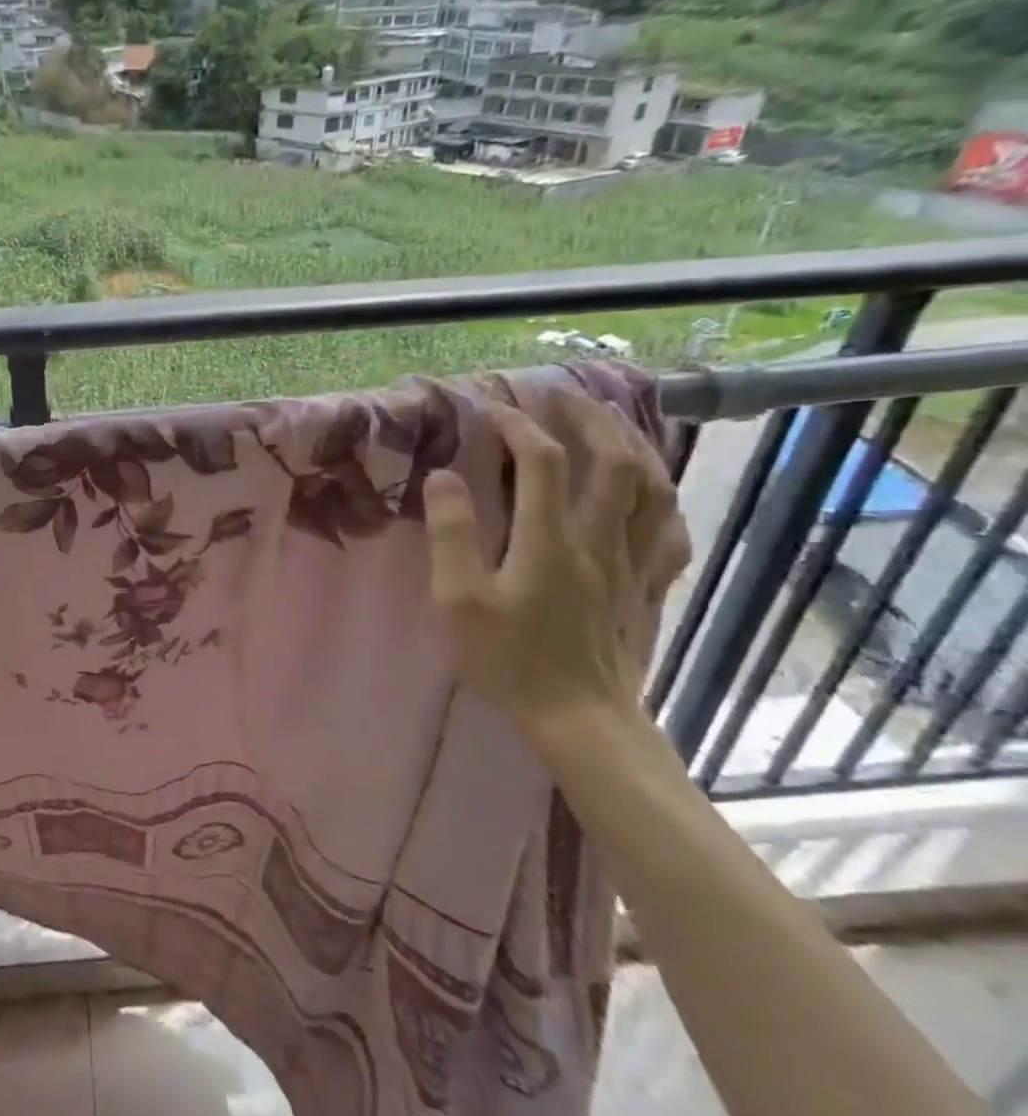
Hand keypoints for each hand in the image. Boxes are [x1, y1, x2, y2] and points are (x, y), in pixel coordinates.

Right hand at [423, 387, 691, 735]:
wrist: (581, 719)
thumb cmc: (509, 659)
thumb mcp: (460, 599)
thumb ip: (452, 534)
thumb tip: (443, 477)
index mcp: (550, 540)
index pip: (541, 460)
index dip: (518, 424)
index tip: (491, 407)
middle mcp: (601, 539)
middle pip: (614, 460)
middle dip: (588, 418)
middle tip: (562, 396)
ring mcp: (634, 562)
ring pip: (653, 487)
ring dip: (633, 444)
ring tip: (611, 423)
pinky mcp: (650, 586)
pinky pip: (671, 529)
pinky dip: (663, 496)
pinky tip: (651, 489)